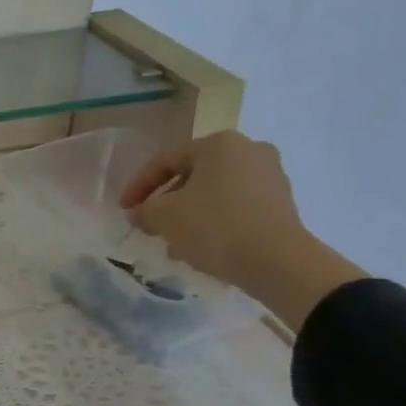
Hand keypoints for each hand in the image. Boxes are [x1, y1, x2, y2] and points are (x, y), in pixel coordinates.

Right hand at [119, 130, 365, 330]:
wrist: (277, 262)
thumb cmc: (214, 227)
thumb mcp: (164, 217)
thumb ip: (144, 210)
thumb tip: (139, 213)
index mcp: (219, 144)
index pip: (165, 159)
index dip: (138, 185)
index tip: (124, 209)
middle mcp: (249, 150)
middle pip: (192, 175)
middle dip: (166, 201)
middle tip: (148, 225)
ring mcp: (270, 176)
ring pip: (213, 193)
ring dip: (188, 214)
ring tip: (171, 242)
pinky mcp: (281, 203)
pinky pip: (235, 207)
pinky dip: (213, 222)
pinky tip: (199, 247)